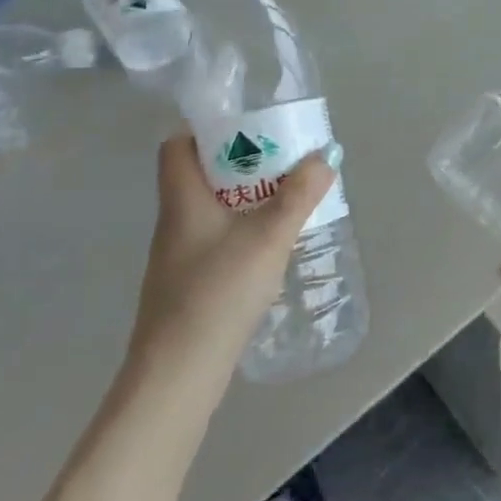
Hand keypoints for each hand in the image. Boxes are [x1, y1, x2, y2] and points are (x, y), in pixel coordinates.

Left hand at [125, 130, 337, 393]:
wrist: (178, 374)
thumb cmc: (217, 292)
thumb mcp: (269, 236)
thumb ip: (299, 195)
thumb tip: (325, 155)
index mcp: (183, 199)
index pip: (177, 146)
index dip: (207, 129)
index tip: (249, 127)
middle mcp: (175, 221)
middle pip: (202, 175)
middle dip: (243, 162)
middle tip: (284, 160)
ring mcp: (179, 256)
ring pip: (213, 209)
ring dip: (247, 198)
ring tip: (288, 198)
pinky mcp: (189, 284)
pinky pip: (217, 239)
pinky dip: (243, 230)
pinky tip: (272, 245)